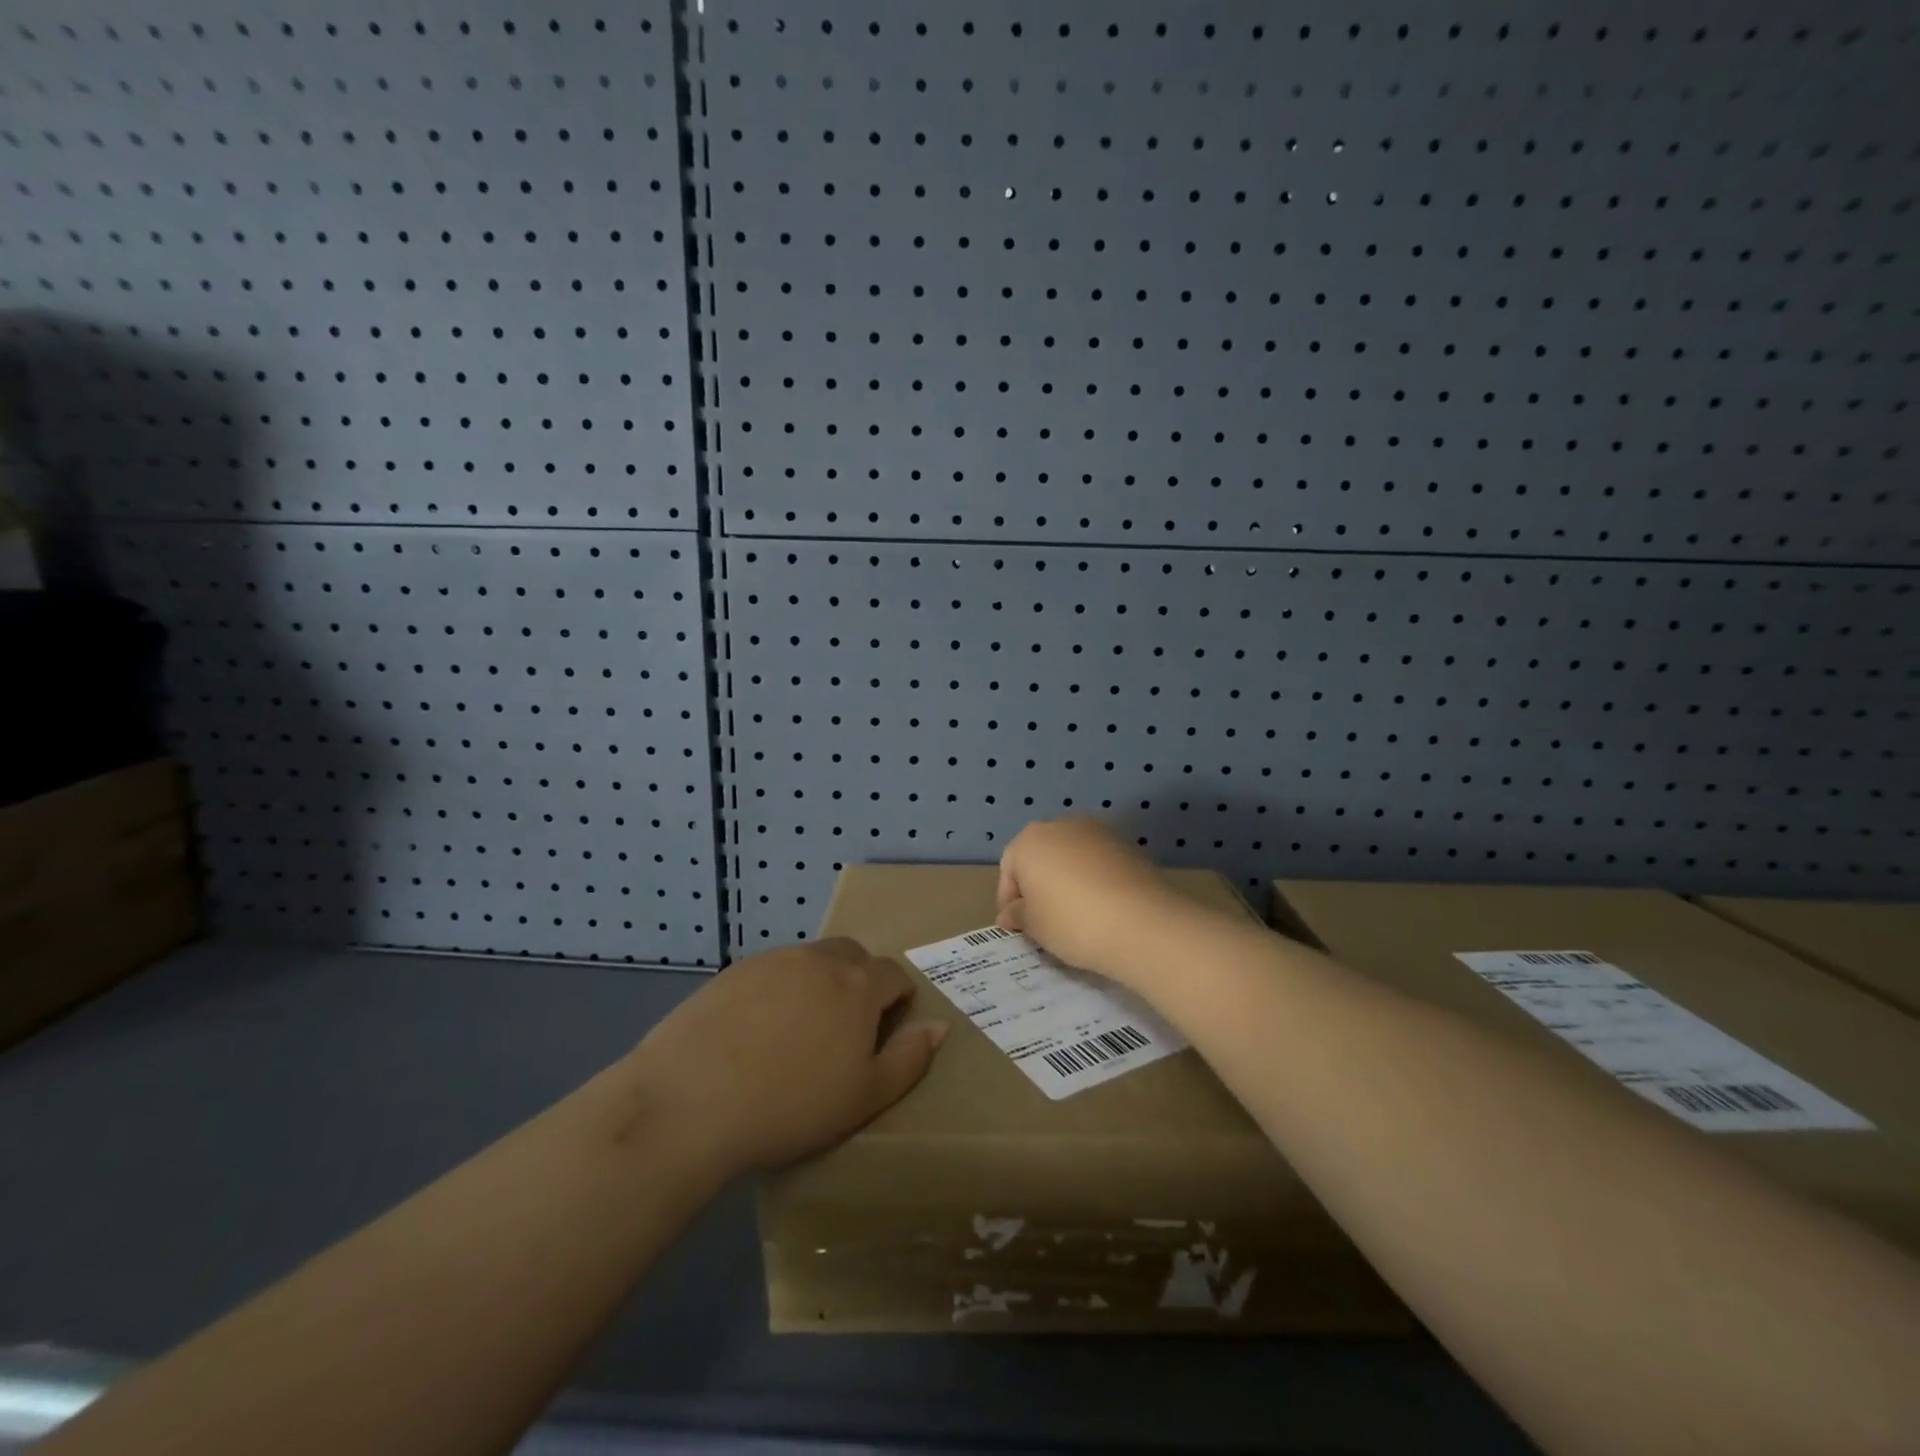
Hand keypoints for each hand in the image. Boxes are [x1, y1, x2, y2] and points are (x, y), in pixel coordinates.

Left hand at [623, 939, 947, 1175]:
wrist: (692, 1099)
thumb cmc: (792, 1104)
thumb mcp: (865, 1096)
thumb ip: (909, 1058)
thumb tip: (939, 1026)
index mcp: (857, 984)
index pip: (893, 973)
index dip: (897, 998)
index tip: (886, 1029)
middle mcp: (819, 960)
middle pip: (852, 955)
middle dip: (859, 980)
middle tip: (845, 1028)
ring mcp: (772, 961)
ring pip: (810, 961)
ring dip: (817, 983)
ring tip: (799, 1031)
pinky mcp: (733, 972)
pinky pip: (770, 972)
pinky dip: (777, 991)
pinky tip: (756, 1031)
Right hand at [996, 817, 1193, 982]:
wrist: (1142, 923)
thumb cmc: (1072, 922)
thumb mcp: (1035, 926)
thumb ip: (1018, 915)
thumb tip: (1012, 913)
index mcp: (1029, 840)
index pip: (1008, 868)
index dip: (1009, 900)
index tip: (1017, 927)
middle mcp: (1060, 825)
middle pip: (1040, 856)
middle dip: (1037, 885)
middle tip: (1043, 920)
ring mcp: (1097, 831)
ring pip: (1070, 856)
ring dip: (1066, 880)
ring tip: (1074, 915)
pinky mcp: (1126, 844)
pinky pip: (1097, 862)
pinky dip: (1093, 879)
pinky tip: (1100, 907)